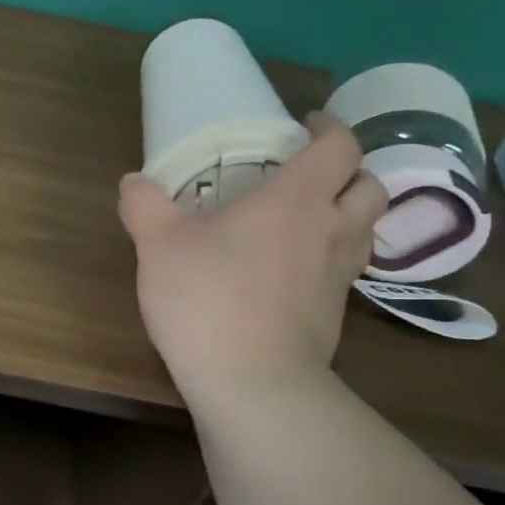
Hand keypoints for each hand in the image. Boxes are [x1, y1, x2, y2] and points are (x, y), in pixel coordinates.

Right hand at [118, 112, 386, 396]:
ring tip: (306, 219)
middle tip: (312, 174)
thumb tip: (134, 181)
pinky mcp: (334, 315)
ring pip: (365, 230)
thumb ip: (144, 204)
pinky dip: (329, 257)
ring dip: (347, 214)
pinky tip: (291, 270)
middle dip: (349, 171)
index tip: (307, 123)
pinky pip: (345, 270)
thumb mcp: (158, 244)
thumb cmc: (208, 297)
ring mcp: (339, 276)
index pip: (338, 146)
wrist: (251, 381)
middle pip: (370, 185)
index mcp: (296, 199)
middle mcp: (331, 230)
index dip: (329, 128)